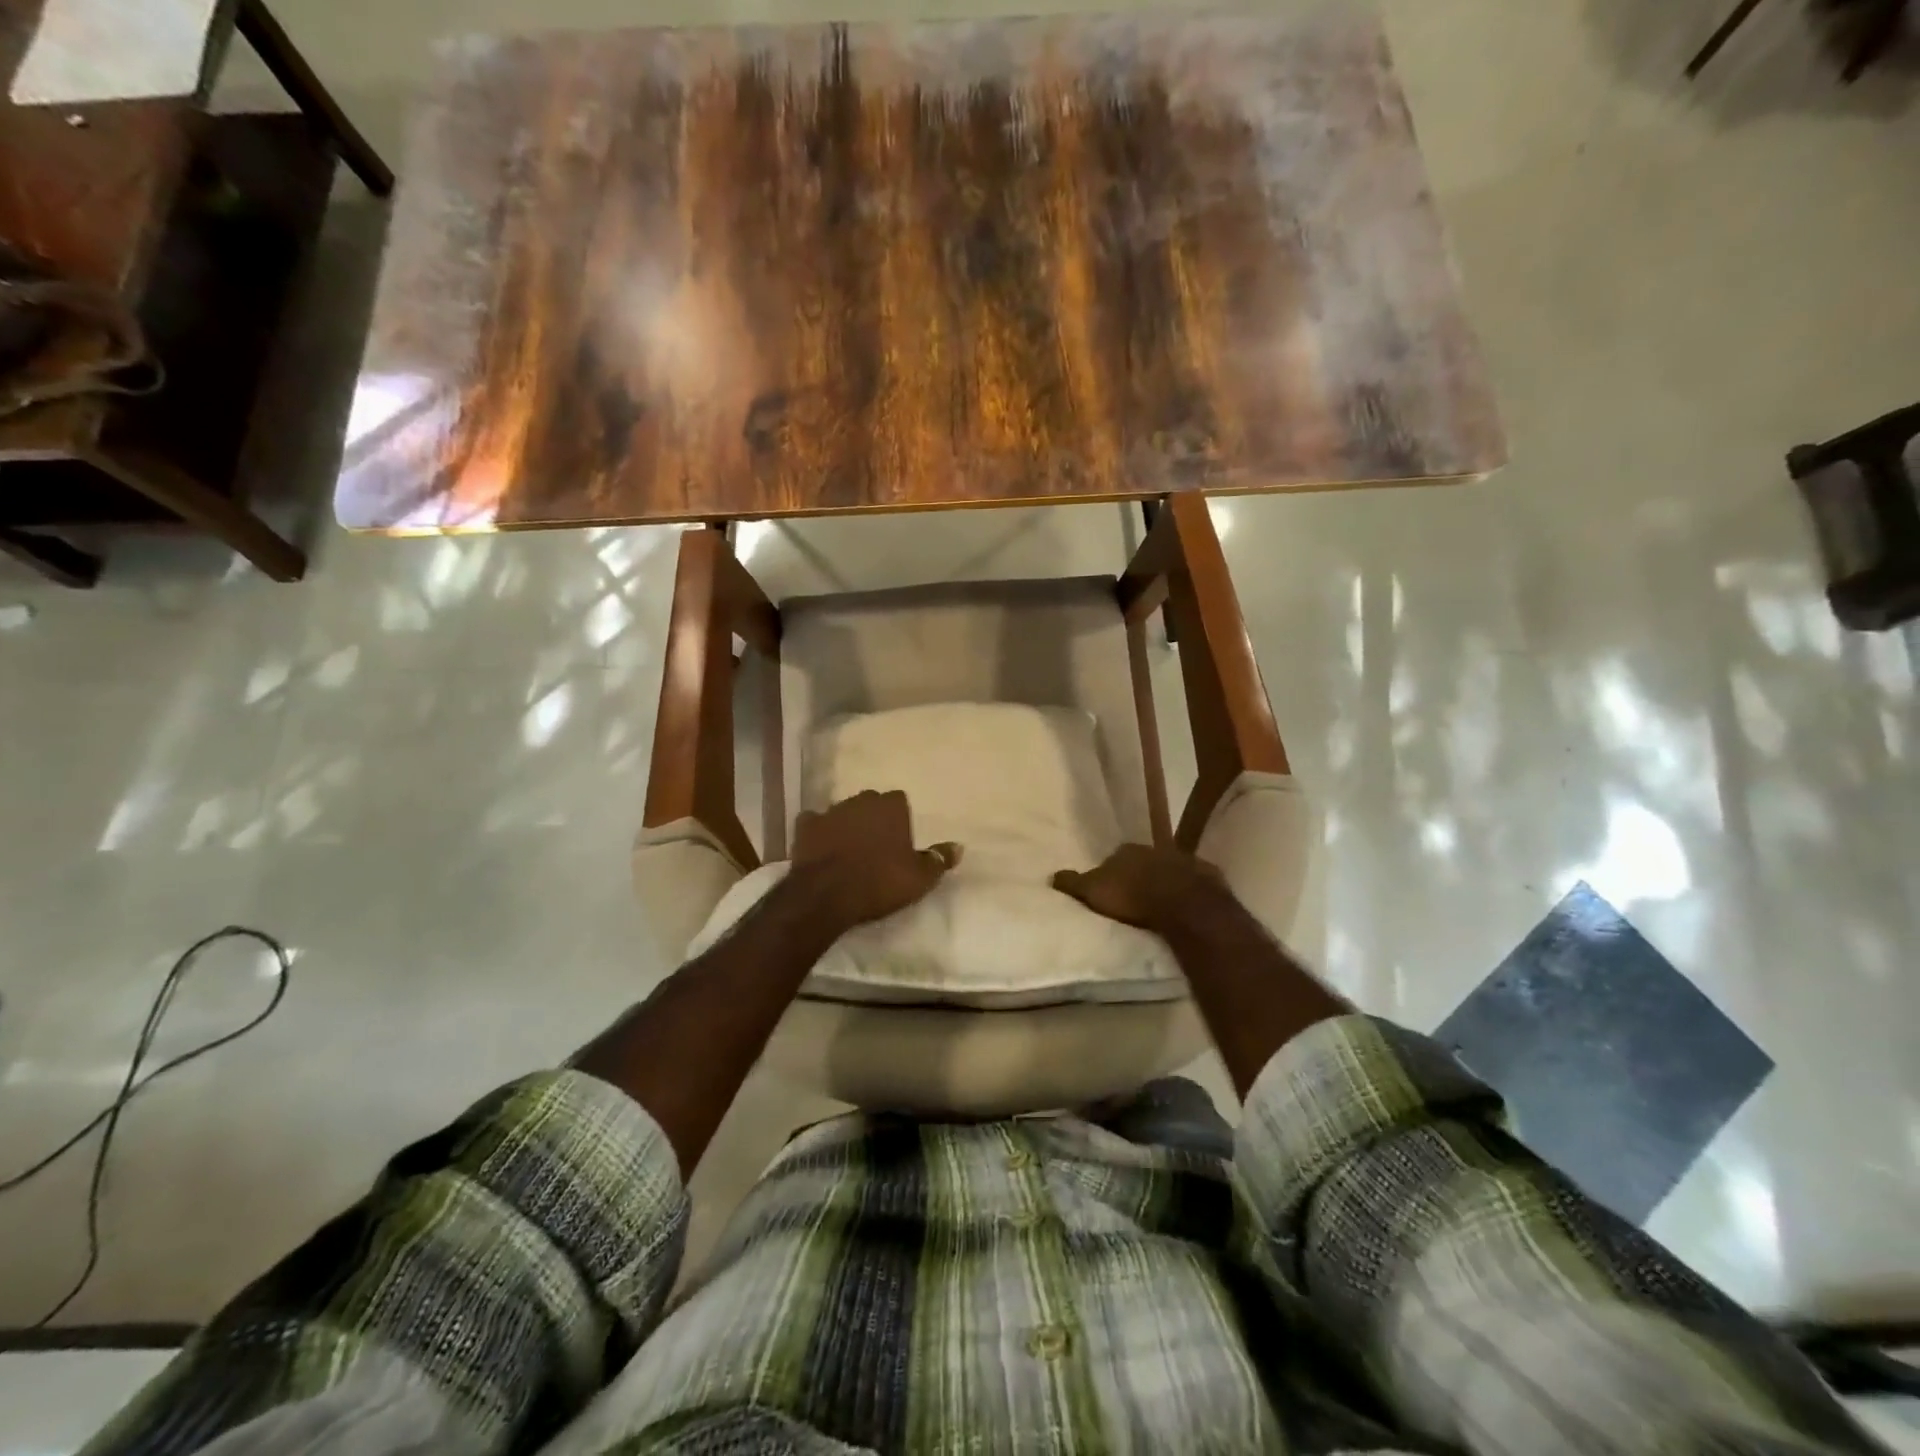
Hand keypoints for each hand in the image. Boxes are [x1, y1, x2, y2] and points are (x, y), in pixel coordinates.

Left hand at [791, 790, 959, 930]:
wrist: (827, 894)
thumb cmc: (880, 882)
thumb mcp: (920, 878)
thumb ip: (939, 859)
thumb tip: (959, 846)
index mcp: (890, 807)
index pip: (899, 800)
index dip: (899, 819)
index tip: (899, 840)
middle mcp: (861, 801)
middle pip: (870, 803)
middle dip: (873, 818)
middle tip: (876, 845)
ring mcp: (830, 811)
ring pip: (843, 811)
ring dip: (847, 825)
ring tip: (849, 849)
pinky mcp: (805, 826)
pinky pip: (814, 823)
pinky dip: (818, 832)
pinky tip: (820, 846)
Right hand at [1051, 843, 1224, 933]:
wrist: (1184, 904)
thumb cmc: (1132, 896)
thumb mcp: (1092, 892)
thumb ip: (1073, 883)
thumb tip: (1052, 875)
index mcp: (1127, 850)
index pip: (1114, 857)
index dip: (1111, 872)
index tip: (1110, 888)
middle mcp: (1156, 848)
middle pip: (1144, 862)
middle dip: (1140, 875)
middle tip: (1135, 896)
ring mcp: (1185, 860)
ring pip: (1171, 870)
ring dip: (1166, 882)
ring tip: (1160, 904)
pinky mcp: (1209, 877)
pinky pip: (1195, 883)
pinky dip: (1190, 891)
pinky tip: (1187, 906)